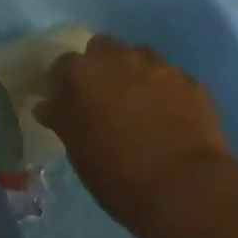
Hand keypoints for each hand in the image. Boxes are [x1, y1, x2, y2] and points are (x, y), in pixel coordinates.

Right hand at [38, 36, 232, 224]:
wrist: (185, 189)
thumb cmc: (118, 176)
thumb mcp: (77, 151)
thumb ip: (62, 118)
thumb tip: (48, 105)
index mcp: (81, 74)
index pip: (62, 66)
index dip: (63, 83)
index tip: (66, 102)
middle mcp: (117, 59)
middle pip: (102, 48)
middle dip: (100, 67)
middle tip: (104, 98)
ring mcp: (157, 66)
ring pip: (139, 57)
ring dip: (134, 73)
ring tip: (141, 105)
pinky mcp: (189, 81)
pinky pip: (170, 79)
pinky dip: (165, 92)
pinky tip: (171, 118)